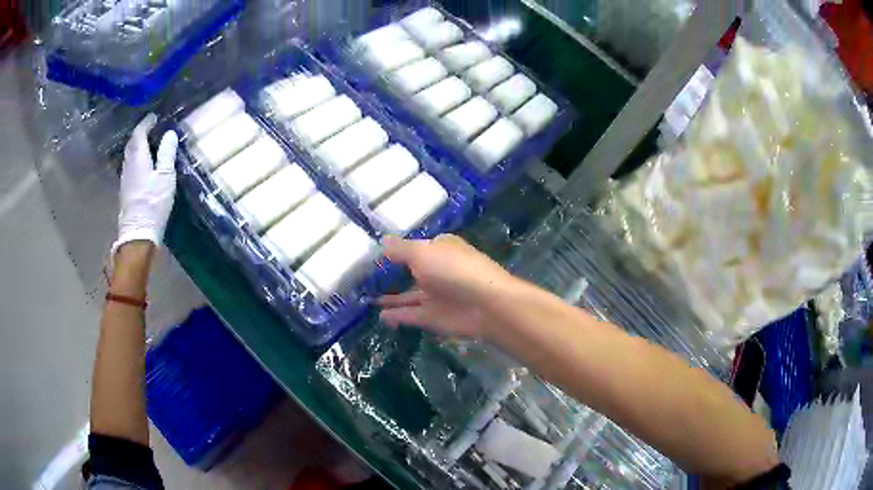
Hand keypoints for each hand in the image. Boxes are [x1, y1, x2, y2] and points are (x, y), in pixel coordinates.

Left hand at [112, 114, 178, 255]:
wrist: (138, 233)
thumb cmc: (153, 203)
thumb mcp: (165, 176)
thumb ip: (167, 153)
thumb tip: (169, 134)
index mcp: (138, 157)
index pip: (139, 133)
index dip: (146, 123)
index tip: (154, 117)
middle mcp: (128, 165)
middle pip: (132, 143)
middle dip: (140, 134)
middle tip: (151, 128)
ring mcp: (125, 179)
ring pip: (129, 155)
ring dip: (137, 146)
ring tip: (148, 144)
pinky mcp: (126, 191)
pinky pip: (130, 167)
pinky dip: (136, 159)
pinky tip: (143, 164)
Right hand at [378, 234, 520, 338]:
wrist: (486, 305)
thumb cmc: (453, 270)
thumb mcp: (422, 252)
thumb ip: (400, 250)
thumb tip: (382, 241)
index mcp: (439, 249)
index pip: (414, 247)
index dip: (395, 250)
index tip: (371, 253)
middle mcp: (437, 270)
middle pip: (410, 271)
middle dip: (390, 275)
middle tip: (363, 278)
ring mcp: (436, 295)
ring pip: (409, 295)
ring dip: (391, 298)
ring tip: (366, 298)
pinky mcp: (434, 316)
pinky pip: (411, 314)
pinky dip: (396, 315)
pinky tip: (379, 317)